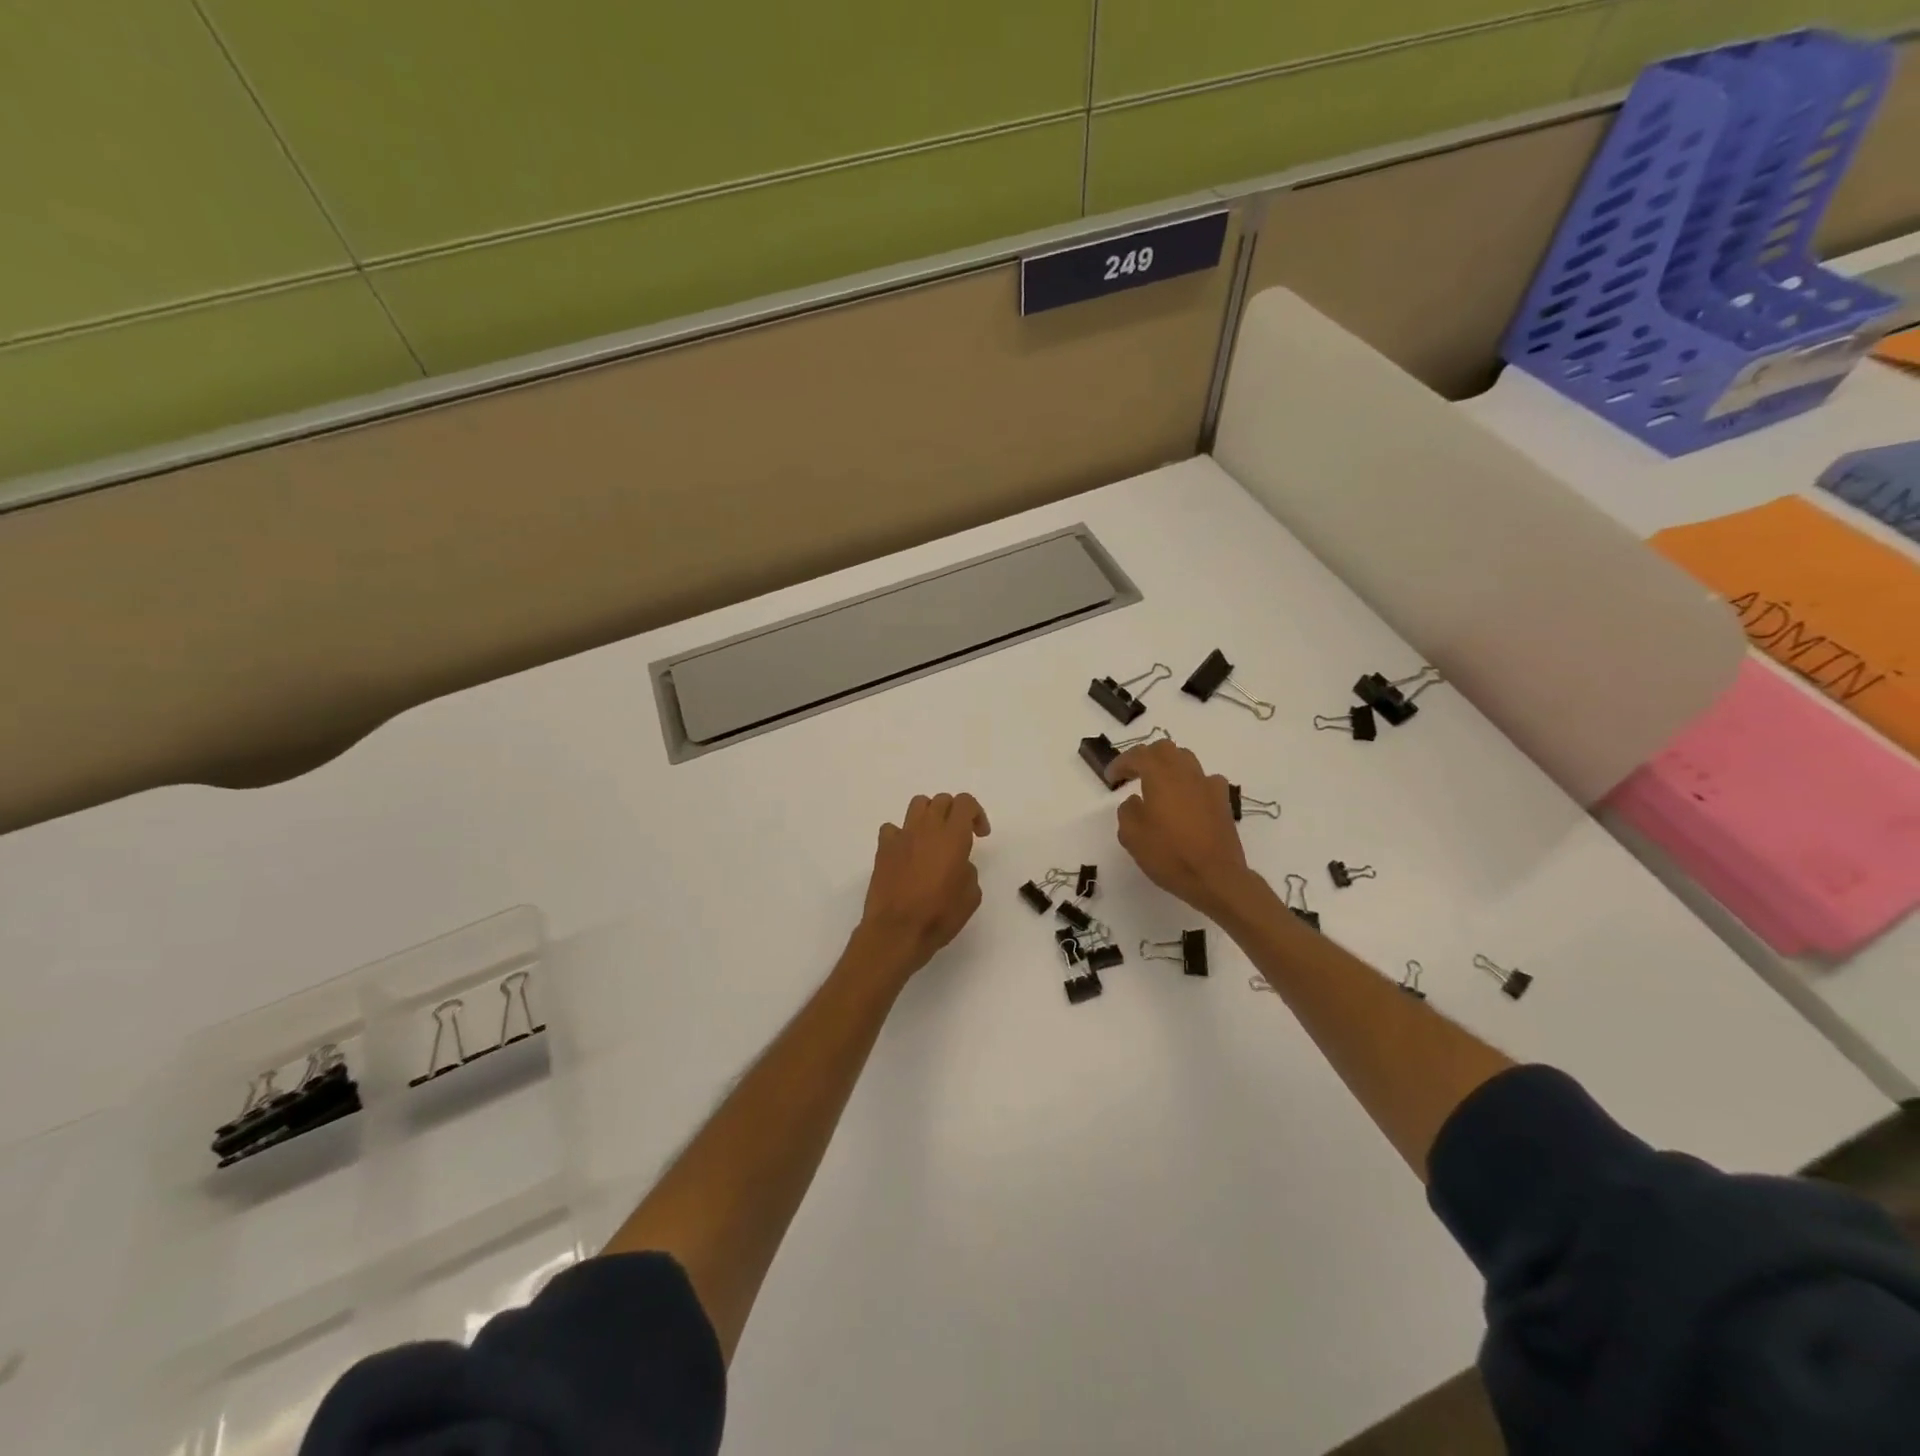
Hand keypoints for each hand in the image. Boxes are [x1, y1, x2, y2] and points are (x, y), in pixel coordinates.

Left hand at [854, 793, 991, 978]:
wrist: (897, 930)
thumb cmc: (939, 915)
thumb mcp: (971, 896)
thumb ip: (969, 871)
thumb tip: (959, 865)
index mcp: (953, 836)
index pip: (965, 802)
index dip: (976, 813)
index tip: (980, 835)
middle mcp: (927, 828)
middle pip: (942, 800)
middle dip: (954, 812)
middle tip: (959, 836)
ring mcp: (902, 836)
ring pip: (917, 805)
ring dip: (929, 815)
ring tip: (933, 837)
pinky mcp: (883, 849)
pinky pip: (892, 828)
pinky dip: (902, 835)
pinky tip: (907, 852)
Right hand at [1109, 739, 1256, 920]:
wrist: (1216, 877)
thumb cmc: (1169, 855)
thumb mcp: (1132, 836)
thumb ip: (1128, 811)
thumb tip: (1136, 801)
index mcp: (1161, 776)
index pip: (1138, 756)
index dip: (1121, 763)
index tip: (1110, 778)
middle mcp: (1186, 773)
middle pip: (1165, 749)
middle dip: (1146, 757)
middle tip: (1132, 774)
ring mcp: (1208, 785)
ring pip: (1186, 760)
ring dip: (1168, 766)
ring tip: (1158, 785)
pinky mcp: (1223, 801)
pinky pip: (1204, 780)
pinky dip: (1190, 783)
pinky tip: (1186, 799)